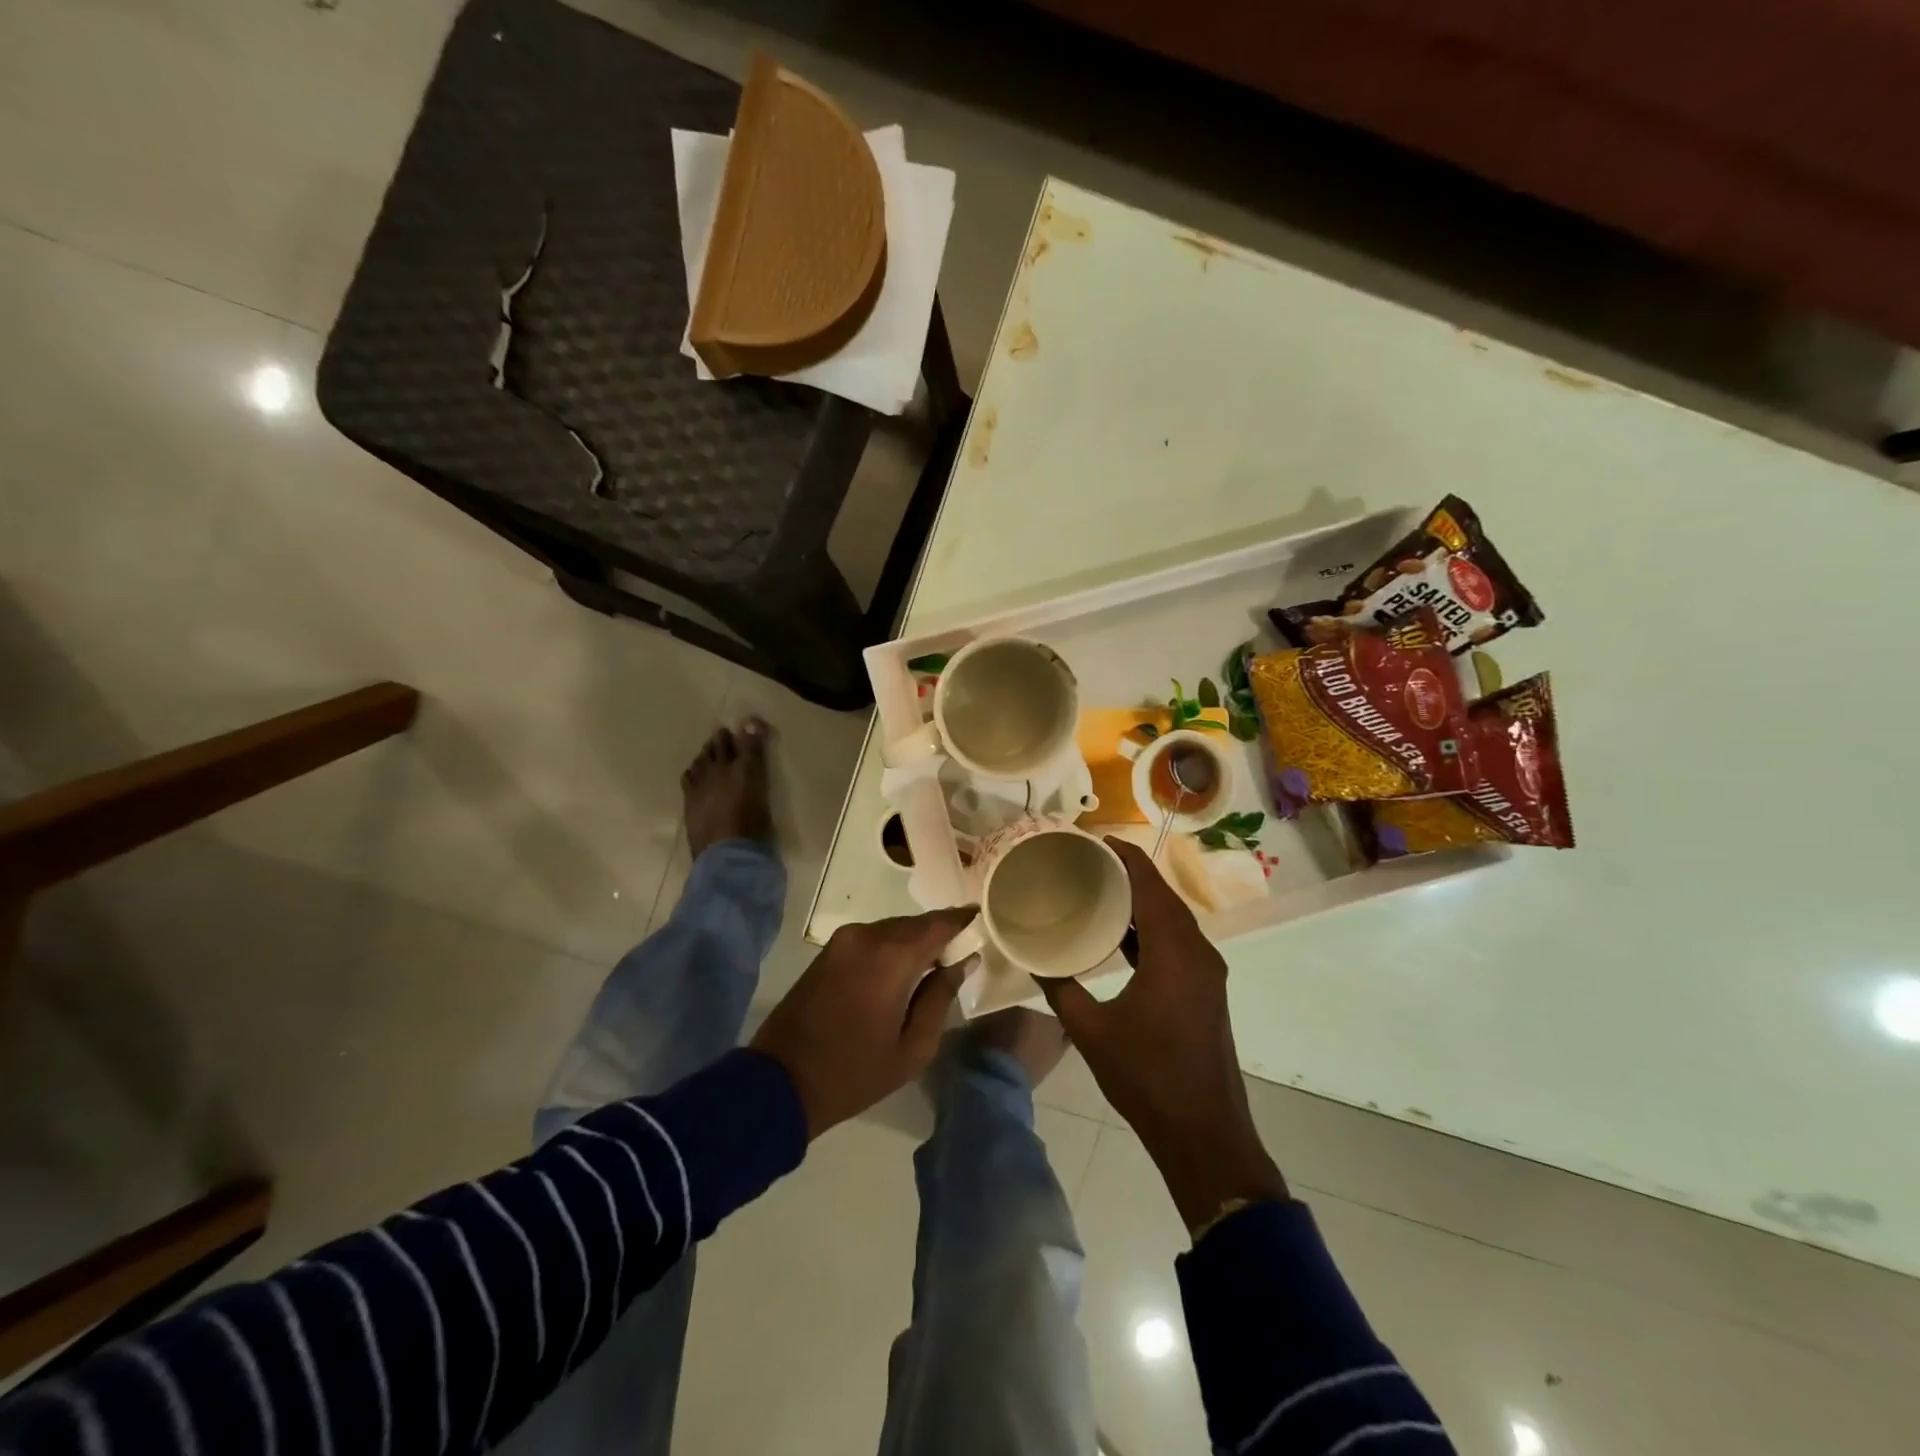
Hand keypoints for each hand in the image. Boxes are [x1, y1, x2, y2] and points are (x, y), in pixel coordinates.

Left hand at [752, 908, 975, 1138]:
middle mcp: (867, 936)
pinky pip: (872, 938)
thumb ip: (941, 997)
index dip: (963, 921)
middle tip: (962, 951)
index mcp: (891, 957)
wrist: (779, 1082)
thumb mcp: (912, 1048)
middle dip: (940, 933)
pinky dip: (892, 946)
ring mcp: (843, 940)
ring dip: (915, 941)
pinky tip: (903, 970)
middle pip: (915, 923)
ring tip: (936, 964)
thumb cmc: (854, 1072)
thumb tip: (964, 961)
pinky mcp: (829, 951)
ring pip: (893, 928)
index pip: (938, 924)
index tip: (983, 921)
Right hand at [1038, 839, 1287, 1231]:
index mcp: (1174, 952)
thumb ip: (1060, 988)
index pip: (1150, 884)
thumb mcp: (1091, 1031)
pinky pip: (1176, 941)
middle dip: (1129, 872)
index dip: (1124, 855)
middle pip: (1163, 896)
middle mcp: (1197, 952)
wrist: (1204, 1135)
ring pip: (1172, 919)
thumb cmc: (1147, 1078)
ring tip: (1098, 888)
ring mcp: (1206, 972)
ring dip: (1141, 900)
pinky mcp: (1205, 989)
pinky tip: (1121, 934)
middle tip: (1086, 861)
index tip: (1093, 838)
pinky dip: (1150, 928)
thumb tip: (1033, 957)